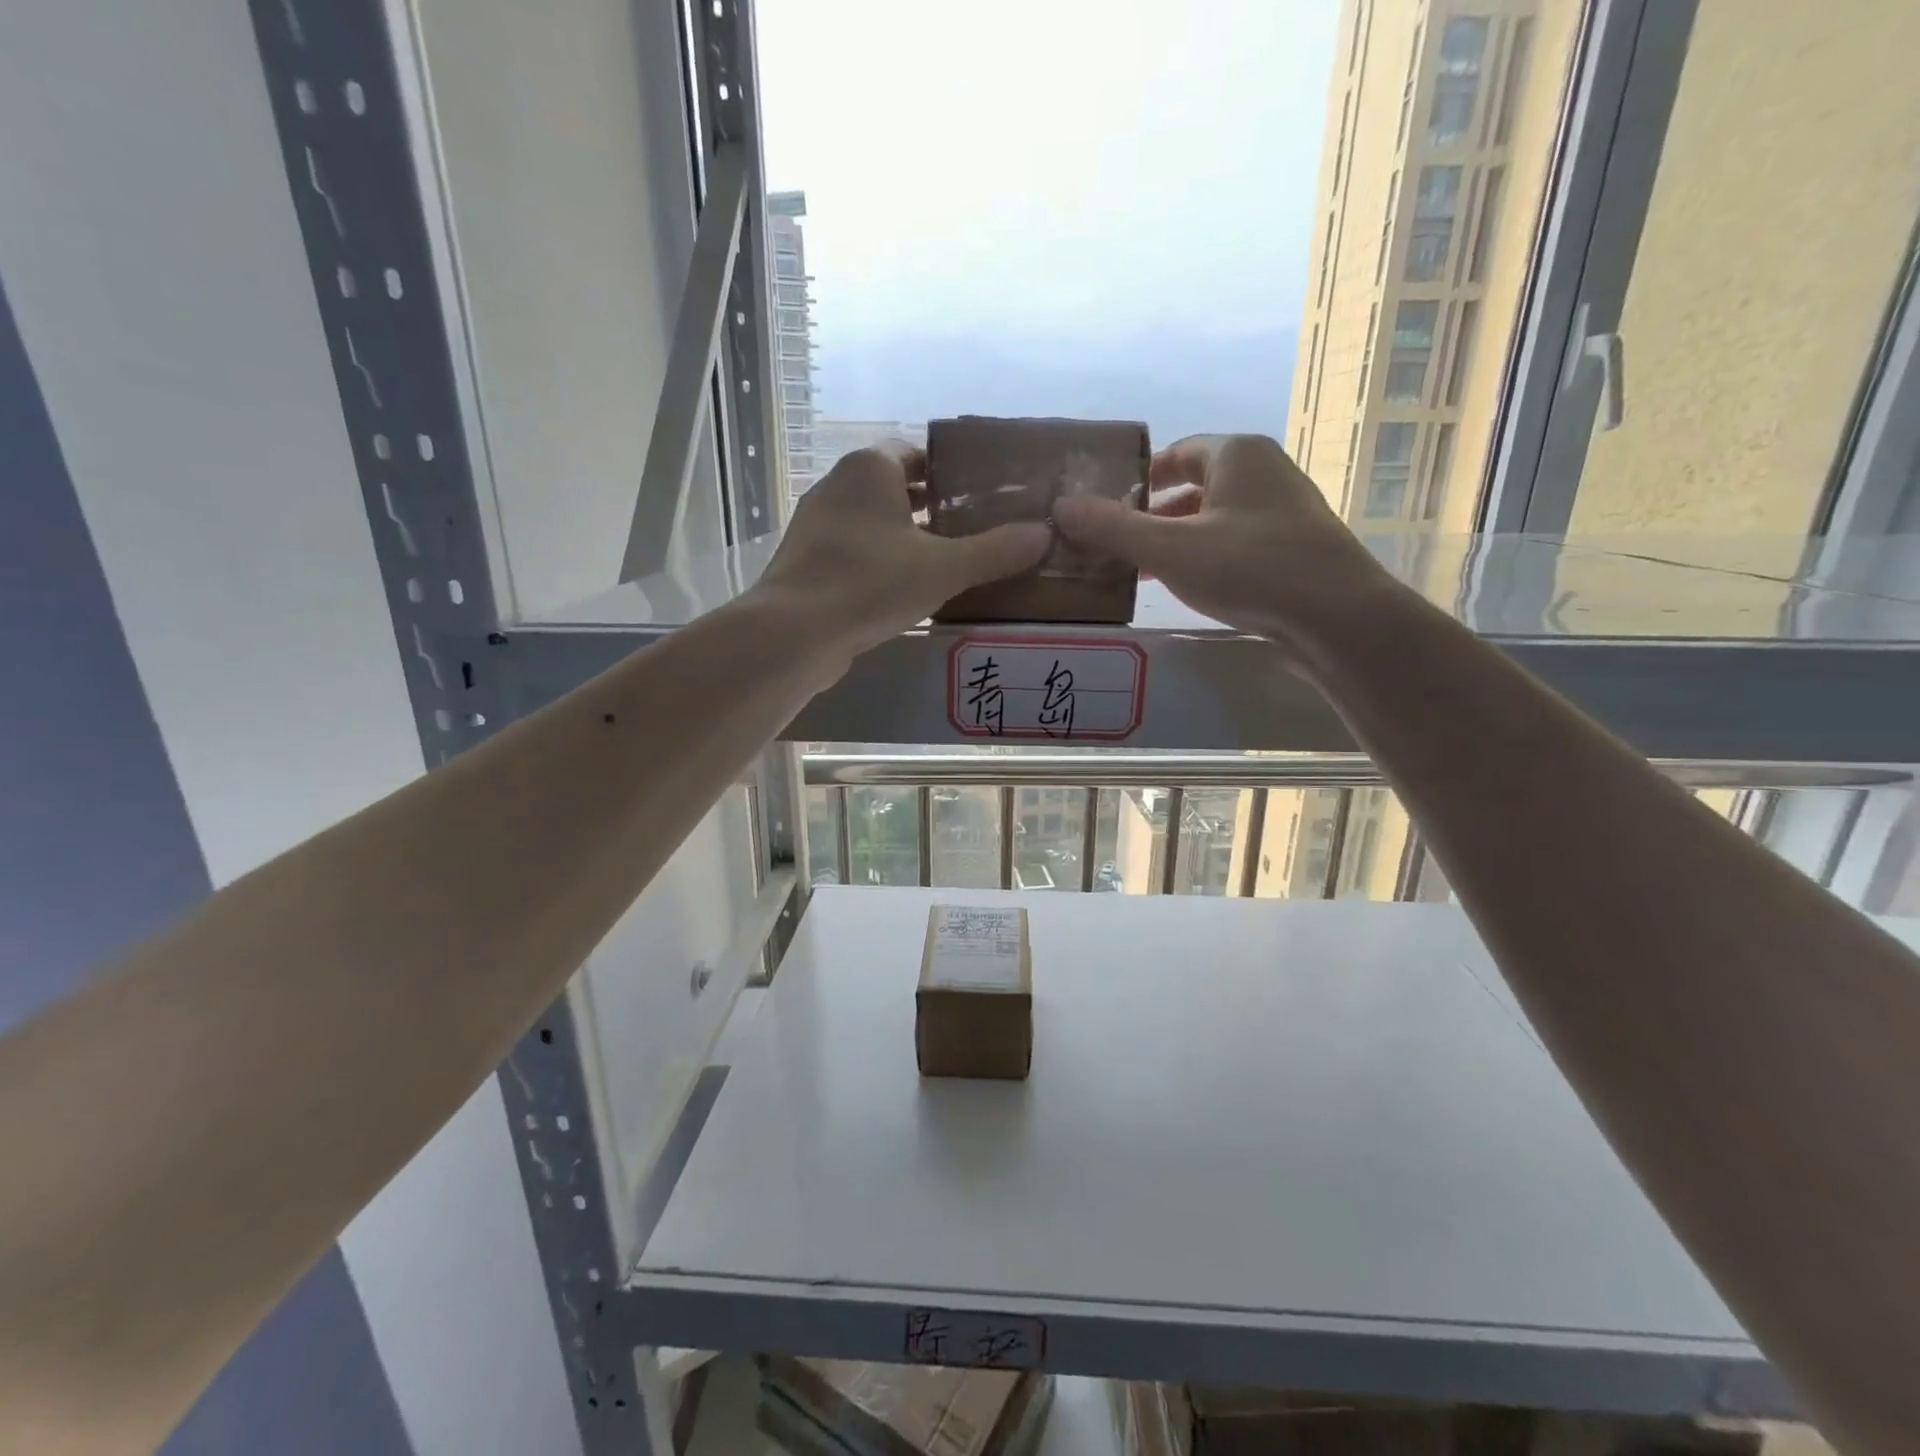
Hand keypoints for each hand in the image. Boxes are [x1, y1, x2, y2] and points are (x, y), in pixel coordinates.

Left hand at [754, 442, 1050, 660]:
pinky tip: (904, 593)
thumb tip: (1044, 535)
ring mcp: (816, 526)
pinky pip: (855, 553)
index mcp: (870, 468)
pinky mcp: (807, 563)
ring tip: (948, 566)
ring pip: (874, 524)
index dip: (952, 474)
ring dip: (906, 539)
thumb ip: (996, 551)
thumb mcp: (944, 568)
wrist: (793, 633)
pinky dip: (881, 564)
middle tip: (974, 534)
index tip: (982, 499)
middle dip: (933, 509)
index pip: (918, 455)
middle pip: (896, 489)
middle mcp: (837, 485)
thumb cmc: (870, 583)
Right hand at [1053, 433, 1397, 655]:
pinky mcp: (1295, 548)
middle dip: (1153, 514)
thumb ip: (1113, 528)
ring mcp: (1285, 511)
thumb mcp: (1171, 549)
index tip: (1106, 506)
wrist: (1338, 617)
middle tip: (1115, 543)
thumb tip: (1061, 507)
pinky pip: (1235, 542)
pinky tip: (1189, 586)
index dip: (1137, 478)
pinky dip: (1205, 556)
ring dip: (1177, 539)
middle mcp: (1264, 472)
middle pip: (1194, 486)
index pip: (1175, 453)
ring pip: (1215, 517)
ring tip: (1142, 570)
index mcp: (1237, 454)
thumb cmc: (1251, 568)